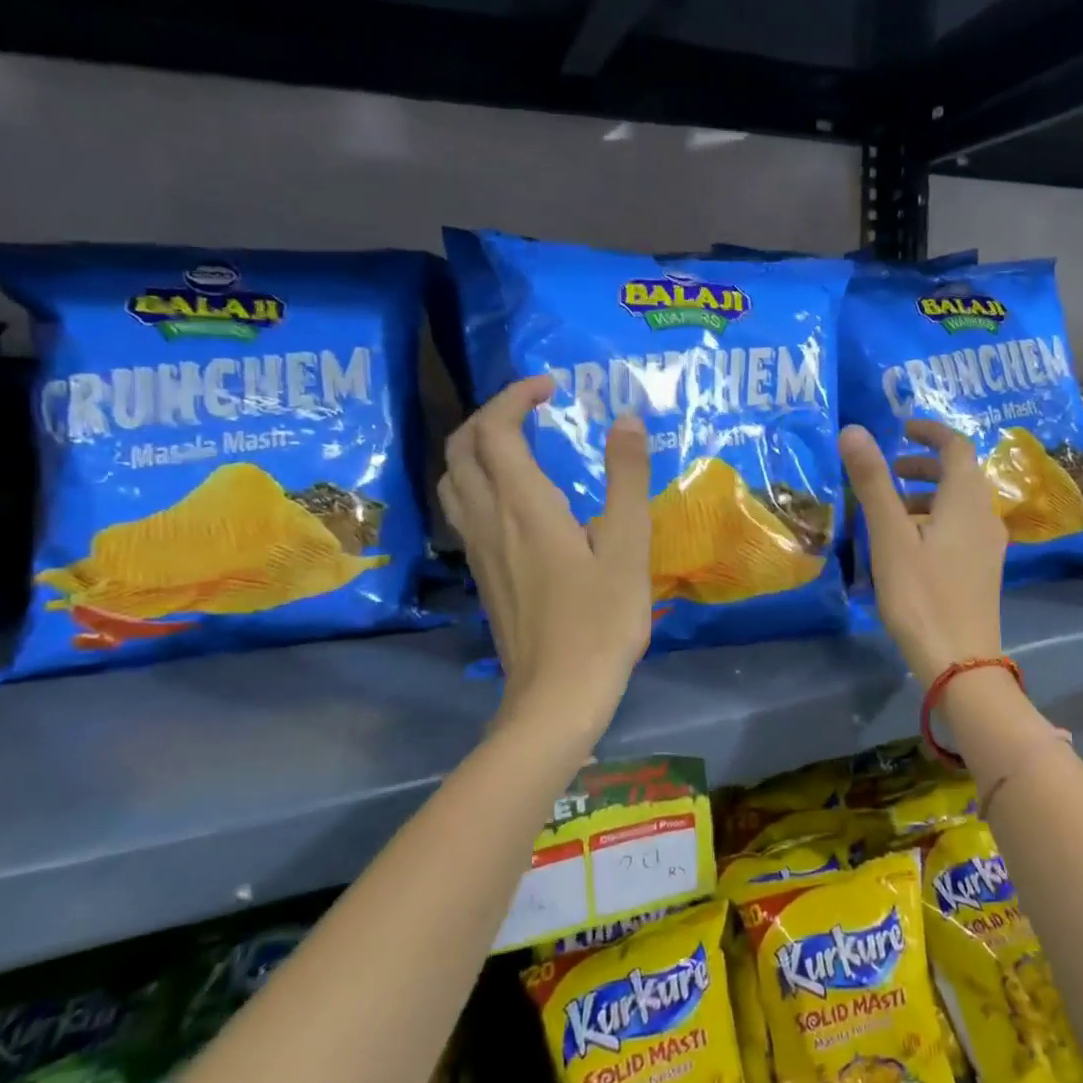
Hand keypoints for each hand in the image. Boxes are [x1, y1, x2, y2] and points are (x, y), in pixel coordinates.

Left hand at [439, 376, 651, 749]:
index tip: (552, 387)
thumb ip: (626, 478)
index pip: (496, 429)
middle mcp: (488, 519)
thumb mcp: (628, 546)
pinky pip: (463, 508)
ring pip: (453, 479)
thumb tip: (626, 418)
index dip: (515, 396)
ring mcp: (478, 549)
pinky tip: (514, 499)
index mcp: (524, 505)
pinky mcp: (482, 573)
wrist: (557, 695)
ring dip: (476, 446)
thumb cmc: (601, 621)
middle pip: (462, 447)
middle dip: (490, 414)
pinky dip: (478, 480)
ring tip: (518, 444)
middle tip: (533, 409)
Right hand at [839, 420, 1006, 686]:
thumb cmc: (921, 594)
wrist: (959, 661)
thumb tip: (854, 430)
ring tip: (889, 511)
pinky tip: (907, 547)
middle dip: (923, 466)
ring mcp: (988, 546)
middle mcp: (985, 516)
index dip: (930, 432)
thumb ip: (873, 482)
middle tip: (888, 472)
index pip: (956, 447)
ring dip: (926, 496)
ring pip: (959, 504)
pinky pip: (960, 529)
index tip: (901, 429)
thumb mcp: (890, 536)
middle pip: (959, 475)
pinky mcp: (982, 571)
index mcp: (966, 500)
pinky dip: (934, 521)